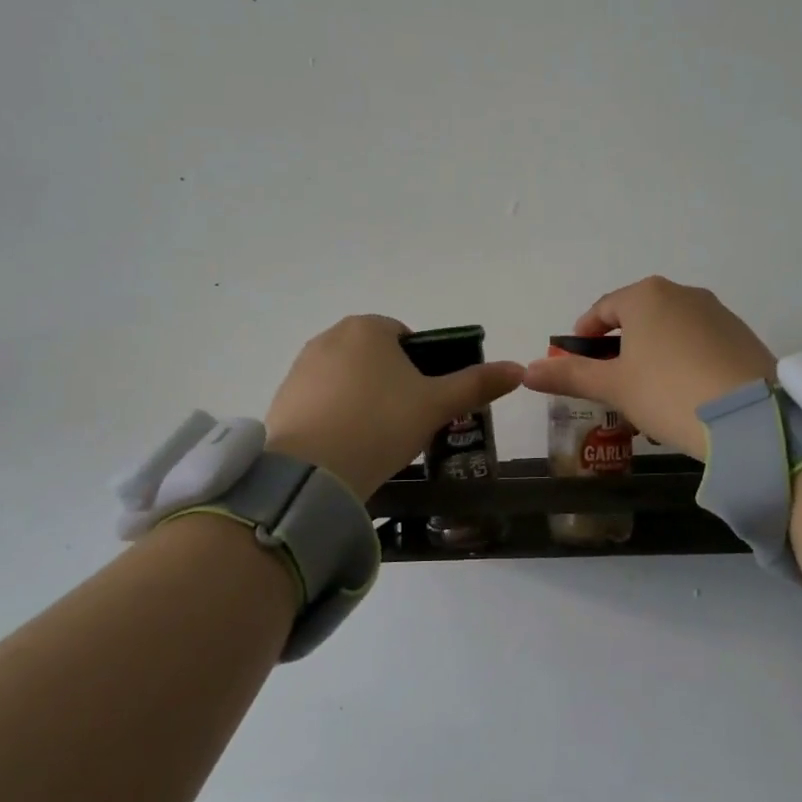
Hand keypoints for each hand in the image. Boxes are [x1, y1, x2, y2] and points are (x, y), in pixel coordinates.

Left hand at [265, 315, 525, 499]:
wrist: (313, 472)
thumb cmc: (381, 424)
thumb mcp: (436, 405)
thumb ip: (477, 384)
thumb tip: (519, 368)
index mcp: (368, 328)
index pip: (404, 337)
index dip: (421, 368)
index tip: (425, 401)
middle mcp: (329, 337)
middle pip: (374, 357)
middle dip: (391, 384)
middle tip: (404, 423)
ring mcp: (300, 367)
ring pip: (346, 379)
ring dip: (362, 400)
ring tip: (374, 439)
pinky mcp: (282, 398)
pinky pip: (320, 401)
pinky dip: (334, 417)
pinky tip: (344, 447)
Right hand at [521, 277, 775, 456]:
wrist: (749, 418)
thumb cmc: (667, 392)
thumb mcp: (613, 386)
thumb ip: (569, 375)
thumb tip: (526, 371)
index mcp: (646, 295)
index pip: (603, 308)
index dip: (584, 334)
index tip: (576, 360)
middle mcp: (683, 293)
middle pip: (639, 318)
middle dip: (621, 349)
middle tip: (612, 384)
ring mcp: (718, 312)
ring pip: (671, 332)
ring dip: (653, 357)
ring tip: (649, 397)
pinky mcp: (742, 336)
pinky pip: (700, 344)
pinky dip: (685, 363)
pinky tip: (686, 397)